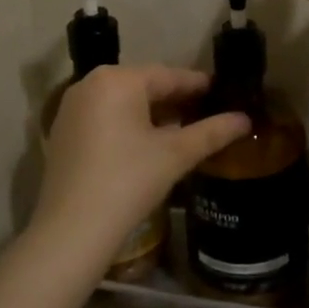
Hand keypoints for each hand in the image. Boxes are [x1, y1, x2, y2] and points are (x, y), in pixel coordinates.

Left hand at [32, 65, 248, 262]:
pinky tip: (149, 144)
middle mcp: (90, 84)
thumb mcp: (176, 154)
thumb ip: (212, 132)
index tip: (223, 92)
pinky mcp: (63, 133)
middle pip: (144, 86)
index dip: (198, 85)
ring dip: (153, 113)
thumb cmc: (128, 181)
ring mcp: (72, 108)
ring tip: (184, 129)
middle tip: (207, 112)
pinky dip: (128, 125)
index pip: (168, 76)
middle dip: (176, 100)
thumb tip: (246, 119)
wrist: (72, 231)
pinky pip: (105, 117)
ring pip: (123, 102)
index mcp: (117, 80)